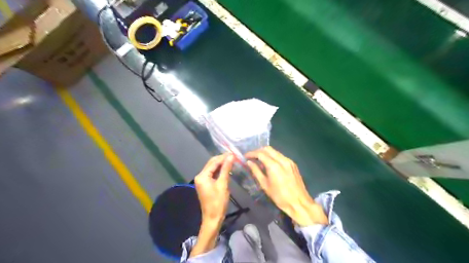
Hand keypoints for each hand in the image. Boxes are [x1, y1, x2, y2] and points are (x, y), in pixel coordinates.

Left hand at [189, 154, 234, 257]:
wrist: (213, 218)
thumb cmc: (218, 202)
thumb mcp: (223, 184)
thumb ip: (226, 169)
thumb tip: (231, 156)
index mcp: (202, 176)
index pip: (214, 162)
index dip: (224, 156)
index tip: (234, 153)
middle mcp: (200, 176)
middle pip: (212, 163)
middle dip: (222, 159)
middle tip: (234, 156)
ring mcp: (202, 180)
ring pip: (212, 168)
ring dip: (221, 164)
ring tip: (232, 160)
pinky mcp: (205, 184)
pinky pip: (212, 174)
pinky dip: (219, 170)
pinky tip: (227, 168)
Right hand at [245, 146, 326, 225]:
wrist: (299, 203)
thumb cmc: (279, 197)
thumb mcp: (265, 185)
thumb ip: (256, 171)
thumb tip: (249, 162)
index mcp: (274, 166)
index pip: (260, 153)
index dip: (251, 153)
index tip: (245, 156)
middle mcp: (282, 160)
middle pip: (268, 149)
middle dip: (258, 151)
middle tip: (251, 157)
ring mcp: (289, 161)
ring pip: (275, 151)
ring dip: (266, 153)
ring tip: (259, 160)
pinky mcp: (293, 164)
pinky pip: (280, 156)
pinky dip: (273, 156)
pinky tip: (269, 164)